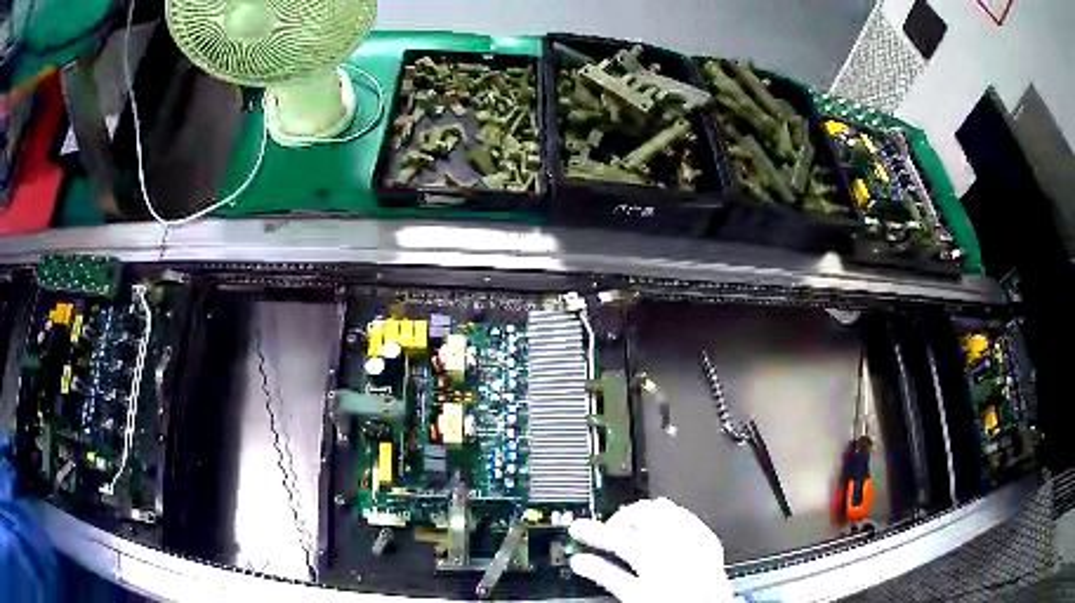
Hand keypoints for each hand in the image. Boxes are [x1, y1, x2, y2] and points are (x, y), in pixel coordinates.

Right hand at [569, 498, 737, 602]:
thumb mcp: (634, 596)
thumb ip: (606, 576)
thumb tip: (581, 562)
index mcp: (652, 557)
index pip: (614, 536)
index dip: (591, 531)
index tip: (577, 529)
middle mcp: (674, 542)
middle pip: (638, 516)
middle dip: (617, 519)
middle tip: (604, 531)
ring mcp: (693, 537)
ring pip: (661, 509)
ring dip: (642, 514)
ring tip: (631, 525)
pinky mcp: (707, 538)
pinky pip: (685, 515)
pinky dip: (669, 516)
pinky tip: (661, 524)